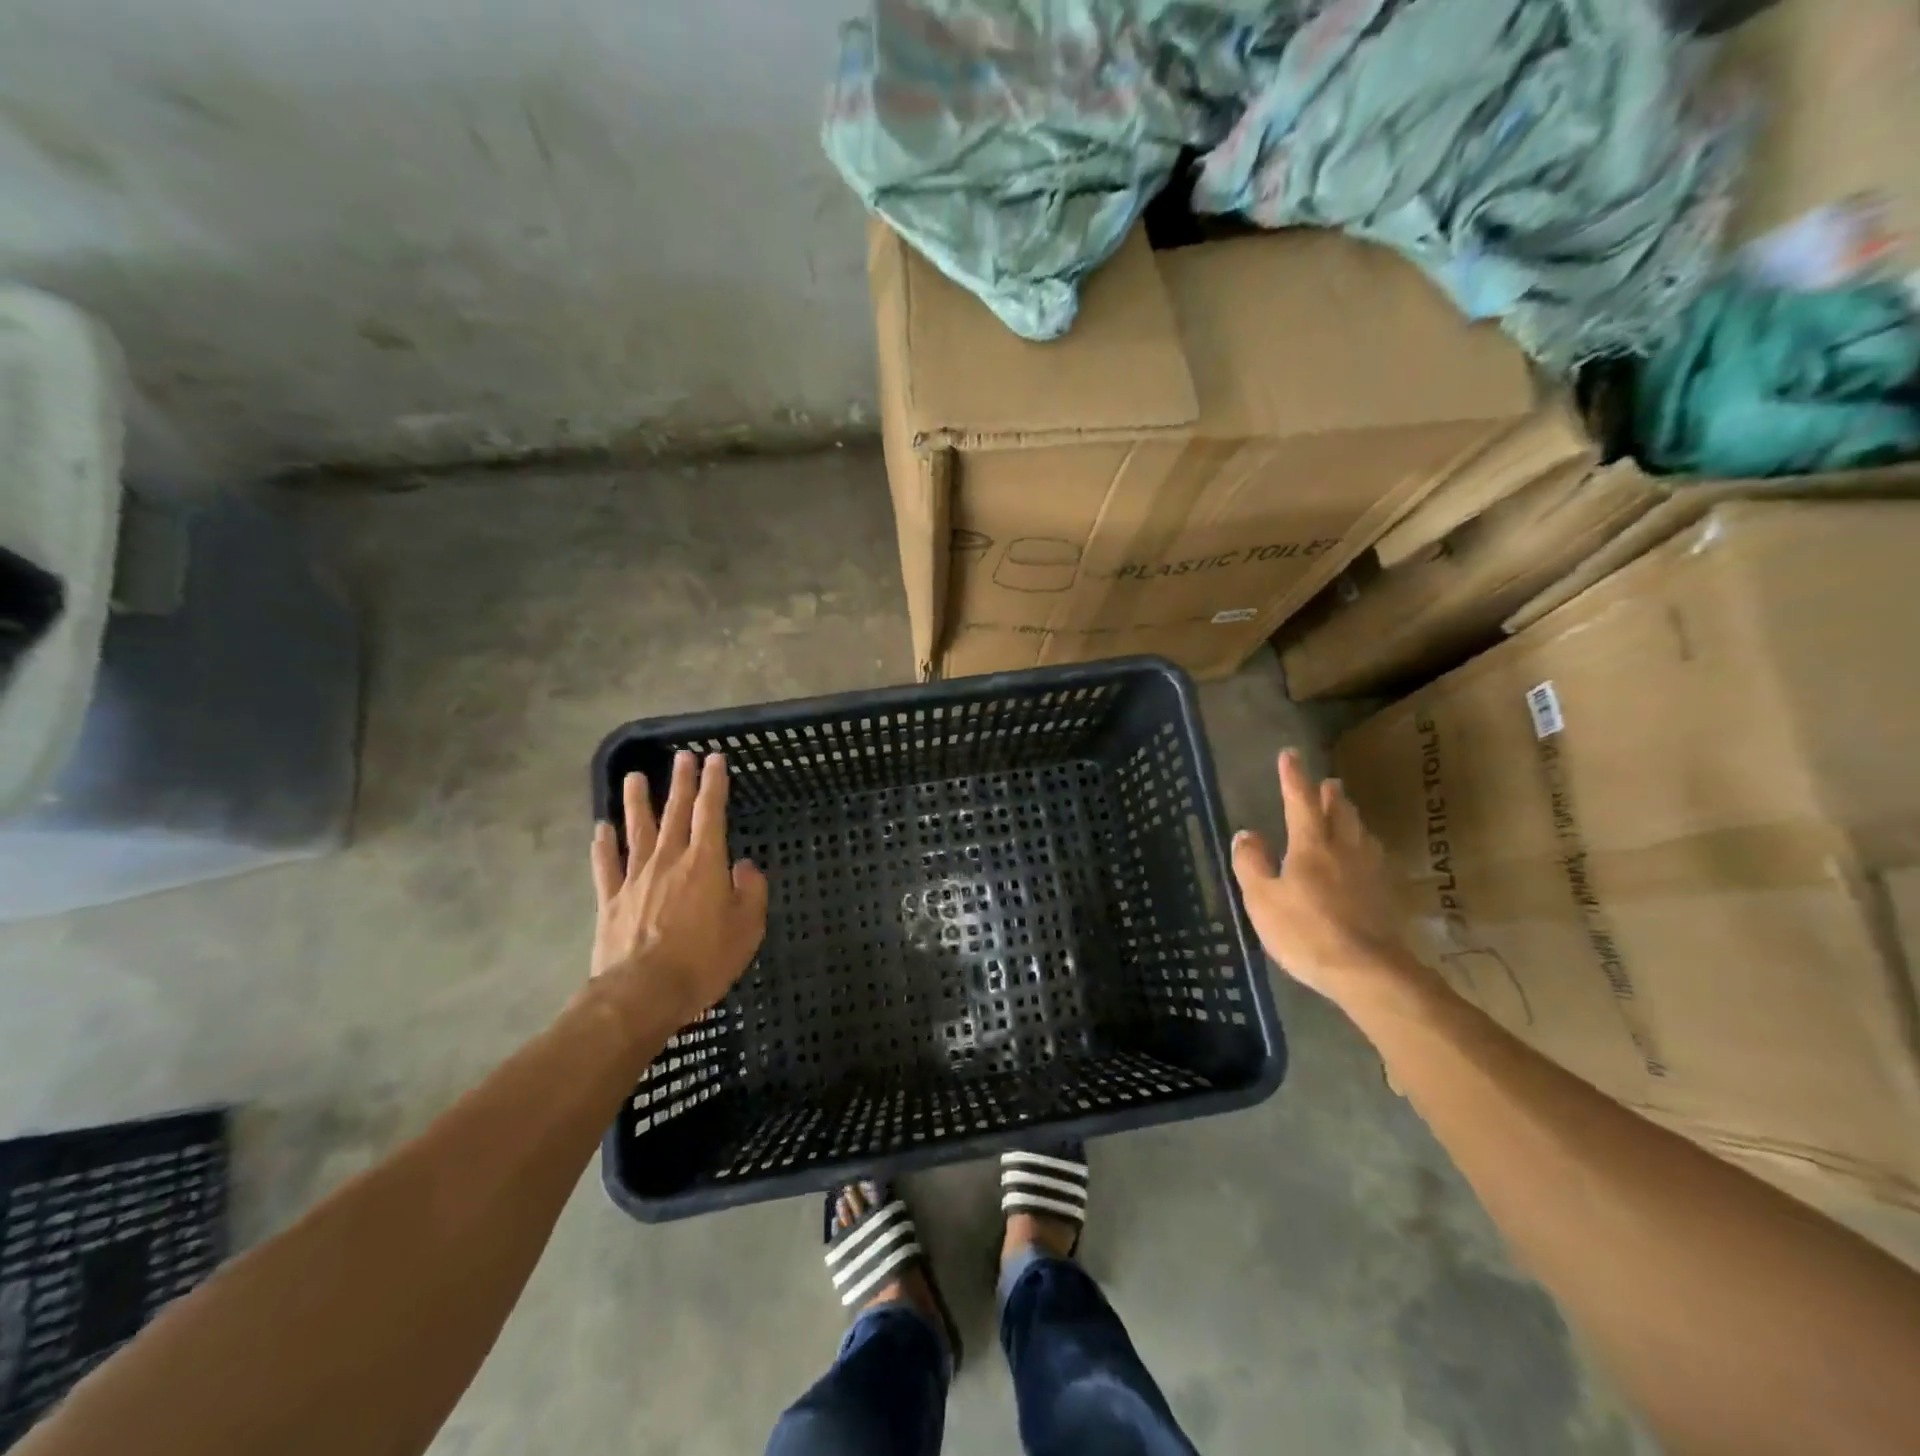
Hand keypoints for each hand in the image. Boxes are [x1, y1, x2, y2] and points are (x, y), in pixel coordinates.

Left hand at [589, 751, 768, 1032]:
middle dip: (680, 782)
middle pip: (675, 812)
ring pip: (636, 830)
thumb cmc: (704, 960)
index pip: (711, 812)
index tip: (714, 759)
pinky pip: (606, 865)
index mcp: (705, 863)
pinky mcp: (611, 900)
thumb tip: (746, 866)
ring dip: (636, 802)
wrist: (643, 993)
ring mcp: (635, 878)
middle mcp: (669, 861)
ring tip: (634, 777)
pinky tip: (601, 829)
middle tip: (681, 756)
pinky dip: (603, 845)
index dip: (714, 784)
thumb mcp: (746, 928)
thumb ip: (751, 892)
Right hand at [1231, 749, 1409, 1001]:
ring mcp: (1371, 871)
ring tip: (1345, 811)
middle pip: (1339, 811)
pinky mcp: (1387, 895)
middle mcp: (1344, 848)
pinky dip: (1364, 845)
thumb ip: (1251, 864)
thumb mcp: (1262, 899)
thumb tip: (1246, 834)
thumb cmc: (1306, 931)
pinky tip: (1365, 856)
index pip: (1300, 801)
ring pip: (1361, 831)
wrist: (1368, 972)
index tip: (1290, 754)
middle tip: (1327, 782)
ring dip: (1350, 816)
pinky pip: (1373, 856)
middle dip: (1330, 794)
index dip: (1293, 777)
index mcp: (1311, 845)